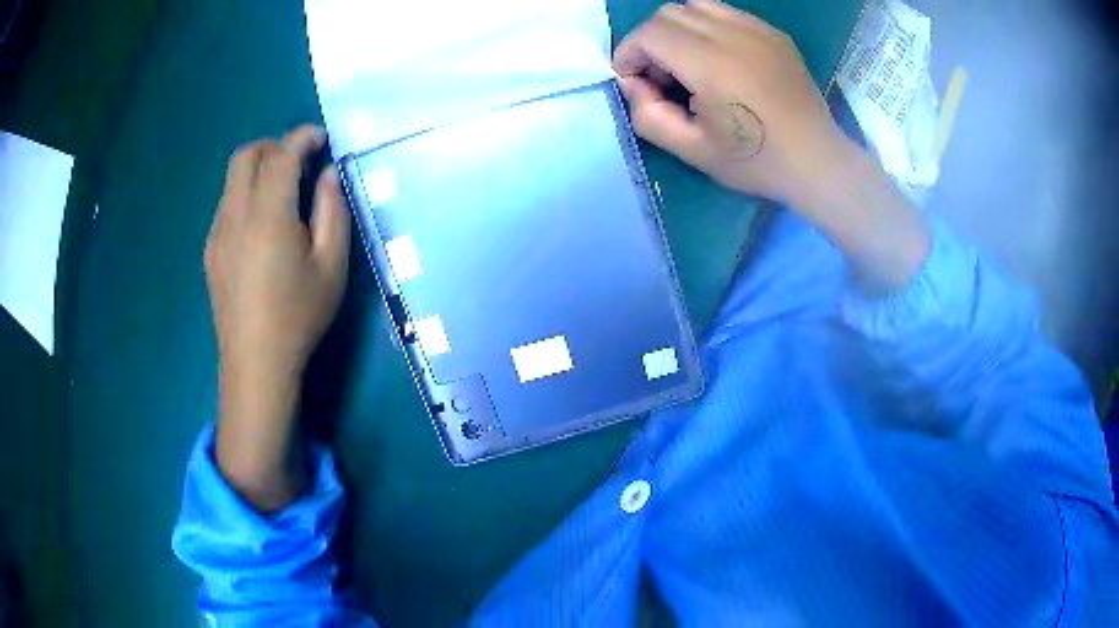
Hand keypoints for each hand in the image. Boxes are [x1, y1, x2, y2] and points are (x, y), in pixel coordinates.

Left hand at [205, 124, 349, 510]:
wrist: (255, 364)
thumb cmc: (299, 316)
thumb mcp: (332, 266)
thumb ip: (333, 211)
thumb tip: (327, 175)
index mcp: (268, 215)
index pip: (281, 154)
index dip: (303, 137)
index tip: (322, 139)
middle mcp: (235, 214)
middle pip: (247, 155)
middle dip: (275, 146)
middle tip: (300, 163)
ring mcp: (217, 232)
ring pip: (232, 178)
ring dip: (259, 170)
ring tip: (284, 195)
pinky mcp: (210, 249)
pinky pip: (227, 203)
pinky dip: (246, 195)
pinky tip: (263, 226)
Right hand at [613, 0, 848, 203]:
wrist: (817, 160)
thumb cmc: (757, 162)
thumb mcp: (692, 152)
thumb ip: (648, 116)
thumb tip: (632, 83)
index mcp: (711, 66)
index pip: (649, 34)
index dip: (629, 53)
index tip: (634, 80)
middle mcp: (733, 36)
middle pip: (668, 14)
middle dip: (651, 41)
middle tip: (663, 76)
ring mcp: (757, 29)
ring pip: (695, 5)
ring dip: (678, 29)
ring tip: (690, 63)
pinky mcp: (773, 33)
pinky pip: (726, 12)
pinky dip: (708, 27)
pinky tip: (720, 58)